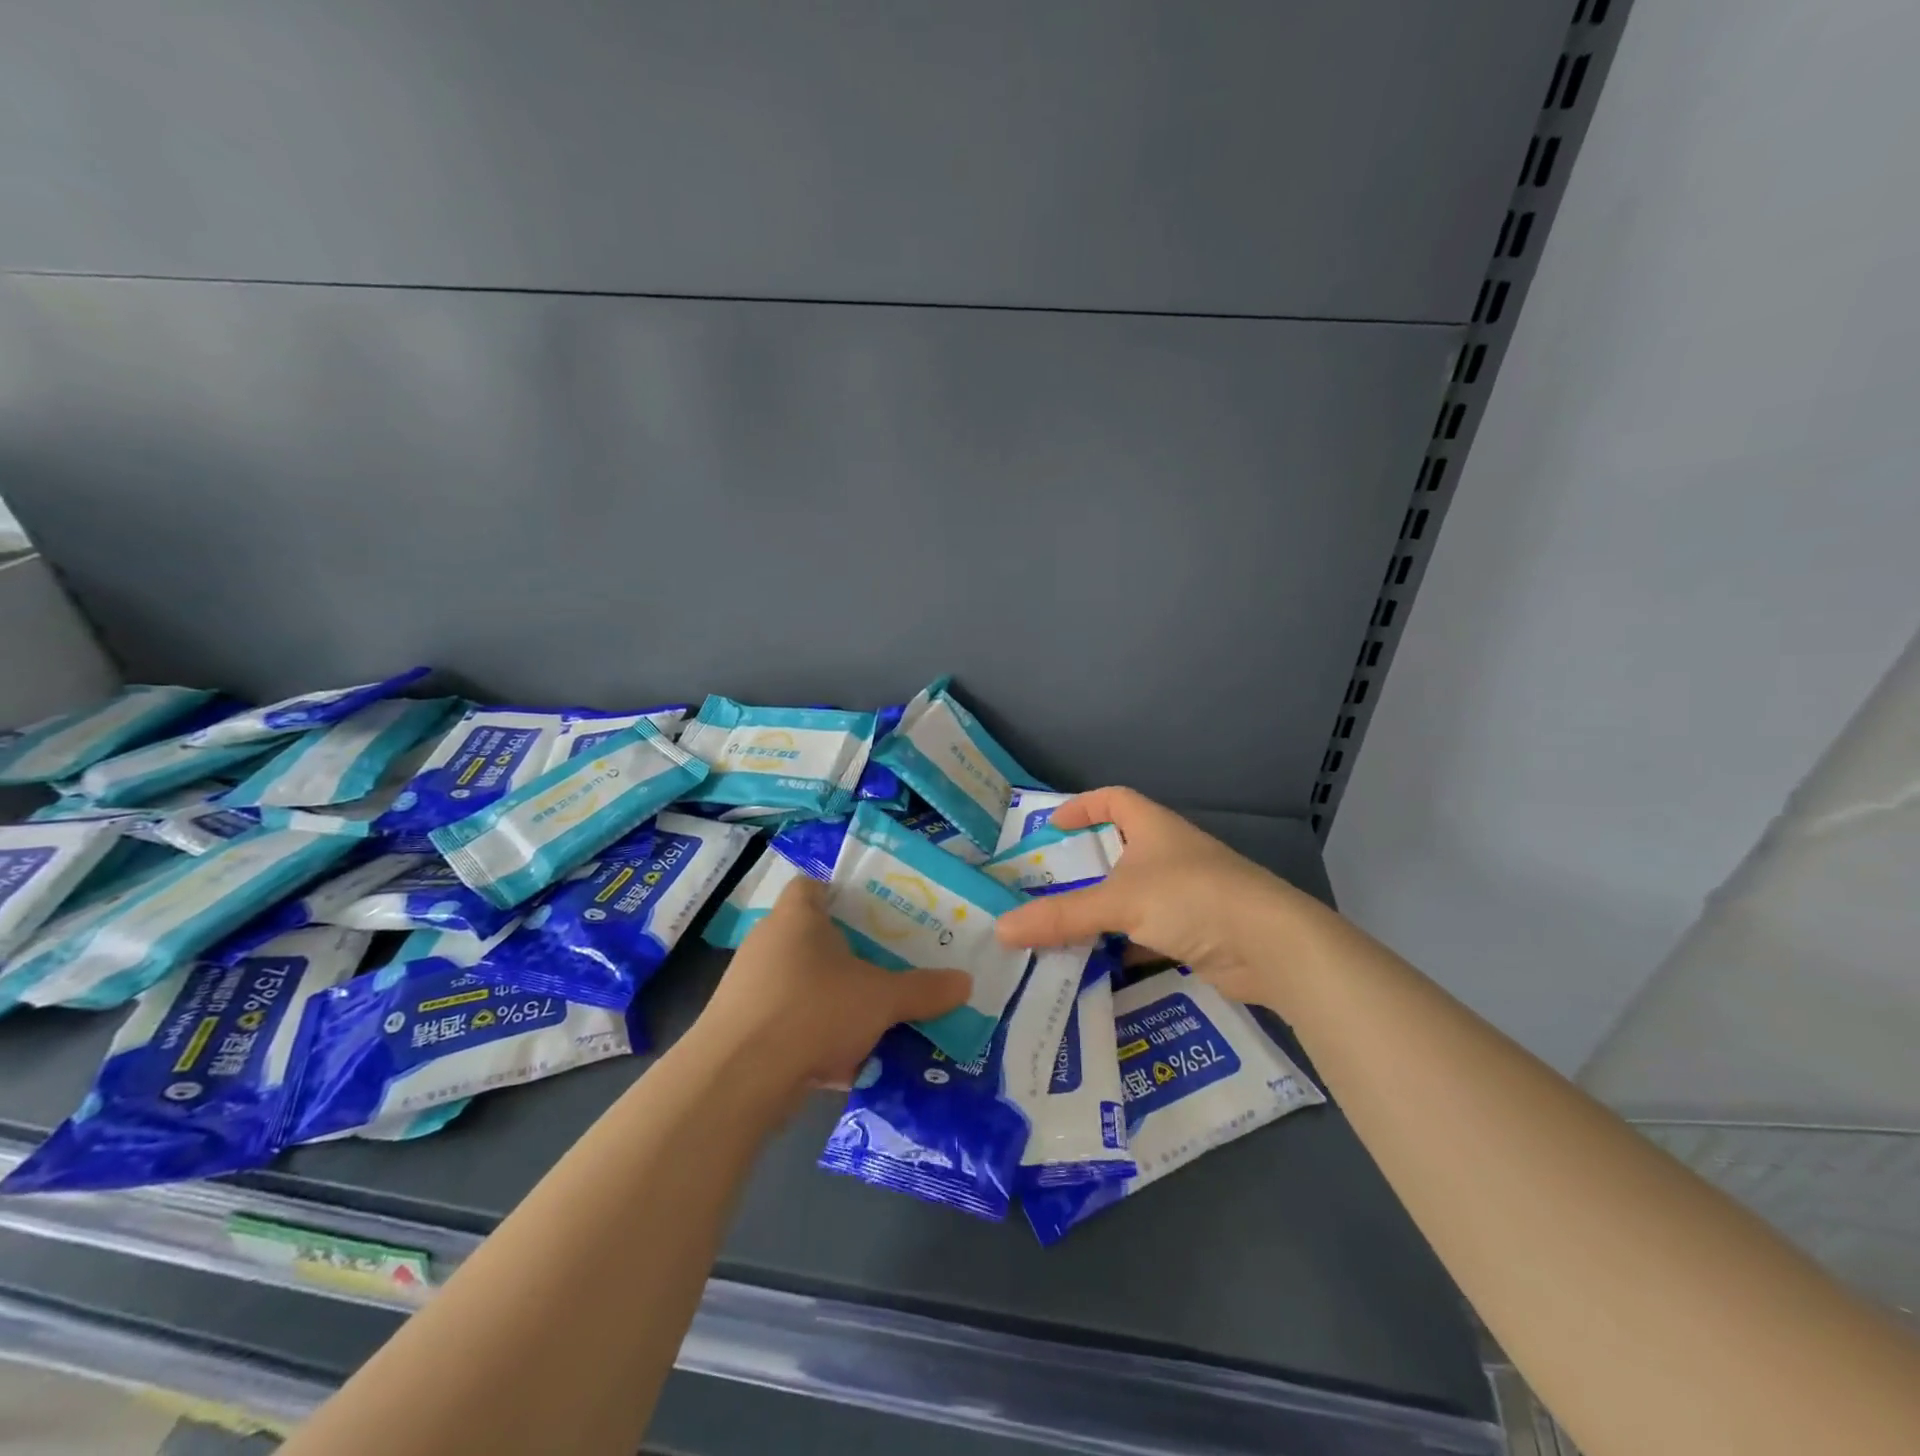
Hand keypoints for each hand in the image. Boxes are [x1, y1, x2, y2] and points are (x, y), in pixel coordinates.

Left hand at [695, 876, 971, 1093]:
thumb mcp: (881, 999)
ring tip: (872, 1019)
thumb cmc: (813, 1010)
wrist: (737, 1079)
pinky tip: (842, 1064)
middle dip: (847, 955)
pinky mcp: (740, 1029)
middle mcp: (768, 943)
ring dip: (831, 1001)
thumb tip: (966, 983)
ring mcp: (749, 987)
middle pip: (811, 937)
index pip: (812, 885)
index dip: (839, 893)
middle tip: (885, 968)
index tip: (872, 914)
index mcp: (797, 918)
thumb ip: (923, 990)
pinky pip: (787, 1023)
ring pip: (800, 984)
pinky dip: (812, 1037)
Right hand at [994, 787, 1324, 1008]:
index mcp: (1153, 828)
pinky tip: (1096, 965)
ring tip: (1058, 928)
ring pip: (1131, 896)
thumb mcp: (1120, 902)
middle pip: (1118, 851)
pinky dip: (1121, 945)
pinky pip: (1146, 932)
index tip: (1051, 827)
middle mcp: (1169, 854)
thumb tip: (1001, 928)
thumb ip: (1061, 916)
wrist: (1271, 946)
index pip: (1113, 800)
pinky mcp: (1194, 931)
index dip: (1082, 806)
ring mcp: (1184, 894)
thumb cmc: (1192, 898)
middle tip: (1042, 887)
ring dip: (1100, 911)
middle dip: (1082, 868)